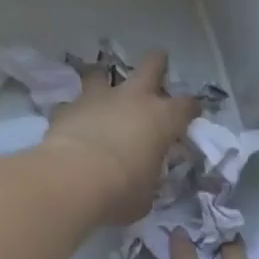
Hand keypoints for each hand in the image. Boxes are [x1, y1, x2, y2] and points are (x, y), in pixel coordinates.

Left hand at [39, 50, 198, 225]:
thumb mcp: (146, 194)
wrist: (72, 179)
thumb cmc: (120, 191)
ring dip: (104, 80)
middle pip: (152, 65)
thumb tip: (144, 180)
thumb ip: (148, 180)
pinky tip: (71, 123)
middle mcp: (134, 99)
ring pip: (102, 73)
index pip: (187, 105)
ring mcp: (99, 98)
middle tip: (157, 67)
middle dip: (157, 63)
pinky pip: (72, 104)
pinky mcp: (68, 107)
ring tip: (101, 92)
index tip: (191, 113)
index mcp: (162, 119)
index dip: (191, 108)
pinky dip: (74, 111)